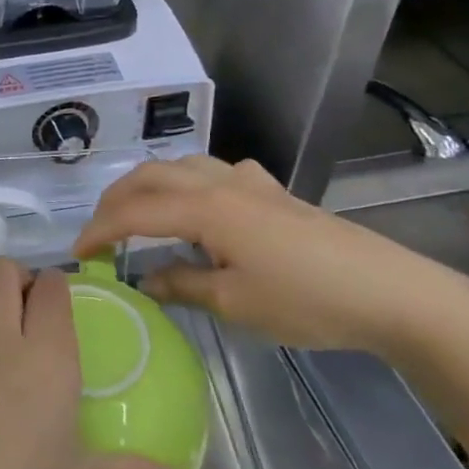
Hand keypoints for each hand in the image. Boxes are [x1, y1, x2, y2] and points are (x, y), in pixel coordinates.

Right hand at [72, 156, 468, 354]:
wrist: (390, 292)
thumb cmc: (307, 300)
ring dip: (150, 185)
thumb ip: (182, 285)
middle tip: (99, 231)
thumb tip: (146, 278)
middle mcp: (220, 183)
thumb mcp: (234, 303)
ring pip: (183, 166)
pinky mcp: (273, 192)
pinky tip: (201, 206)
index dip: (100, 231)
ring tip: (137, 214)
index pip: (135, 213)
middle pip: (151, 176)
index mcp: (206, 209)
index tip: (78, 254)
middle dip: (116, 199)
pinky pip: (216, 172)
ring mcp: (250, 183)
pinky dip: (189, 183)